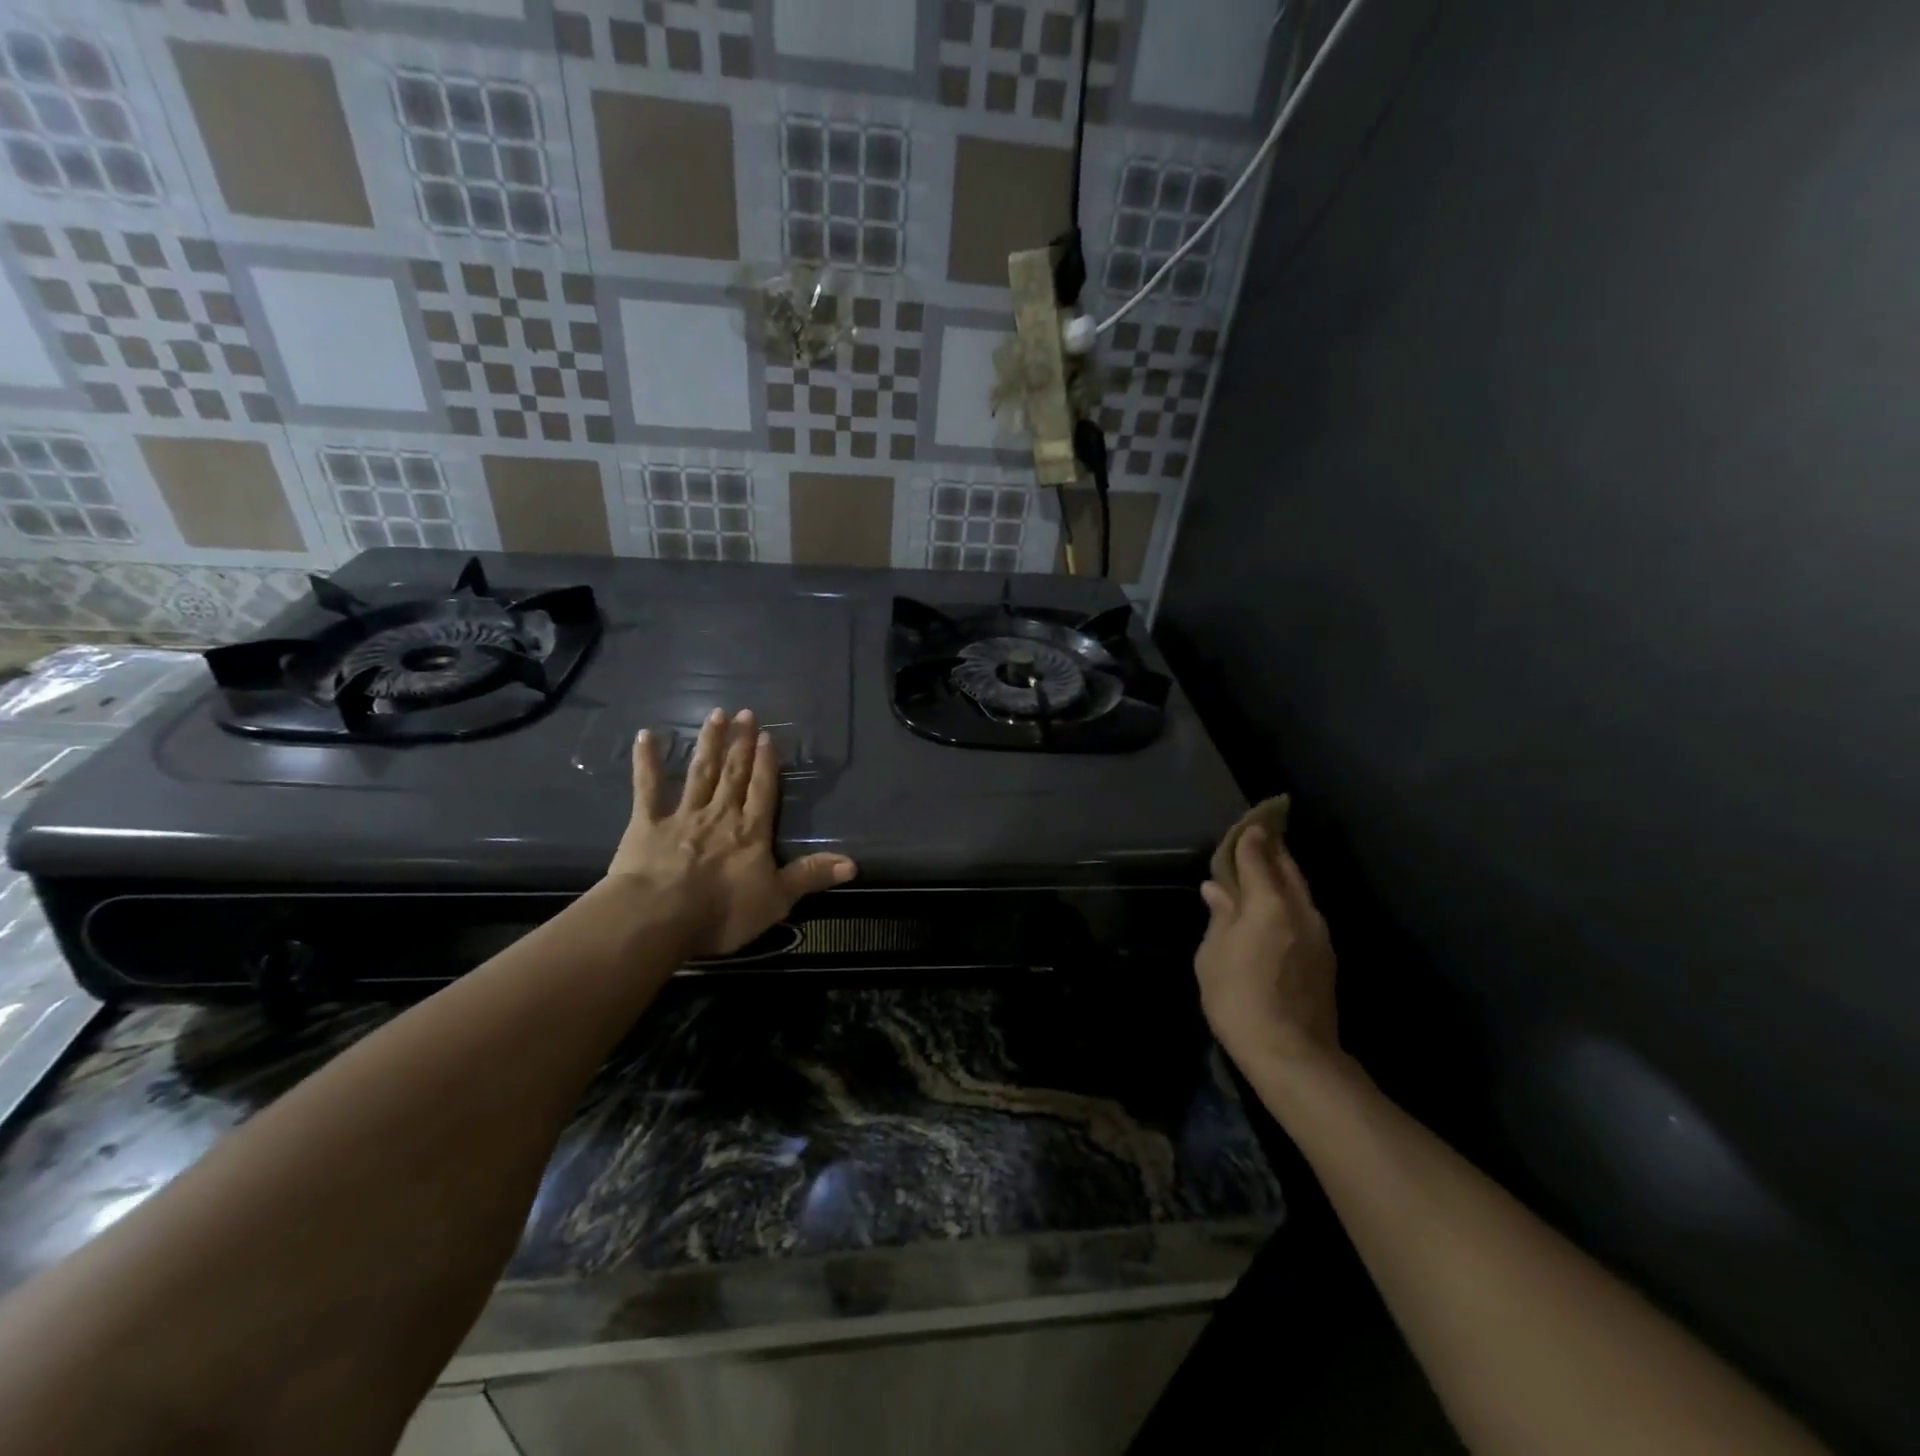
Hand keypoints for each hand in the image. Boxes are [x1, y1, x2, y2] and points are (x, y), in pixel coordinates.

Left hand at [608, 708, 855, 955]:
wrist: (659, 916)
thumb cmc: (722, 911)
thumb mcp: (776, 899)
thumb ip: (810, 876)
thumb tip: (852, 863)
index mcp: (751, 832)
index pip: (762, 790)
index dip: (765, 763)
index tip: (767, 736)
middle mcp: (720, 814)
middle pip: (733, 773)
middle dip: (741, 743)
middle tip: (745, 713)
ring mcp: (683, 815)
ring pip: (700, 772)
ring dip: (709, 743)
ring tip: (716, 715)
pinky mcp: (647, 824)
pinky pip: (647, 788)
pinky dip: (646, 762)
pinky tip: (645, 736)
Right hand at [1194, 826, 1340, 1072]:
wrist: (1292, 1054)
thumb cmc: (1239, 999)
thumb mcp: (1213, 955)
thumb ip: (1220, 917)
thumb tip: (1217, 890)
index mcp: (1269, 904)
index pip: (1259, 859)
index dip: (1251, 839)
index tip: (1248, 823)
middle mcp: (1300, 911)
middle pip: (1288, 870)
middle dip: (1274, 850)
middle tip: (1261, 835)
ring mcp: (1319, 935)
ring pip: (1301, 892)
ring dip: (1284, 876)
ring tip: (1265, 868)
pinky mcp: (1326, 957)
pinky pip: (1305, 913)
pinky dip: (1290, 900)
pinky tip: (1275, 908)